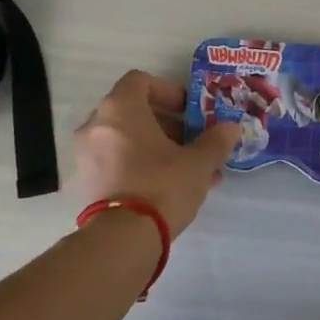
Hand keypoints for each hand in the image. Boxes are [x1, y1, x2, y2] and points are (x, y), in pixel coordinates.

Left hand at [75, 71, 238, 235]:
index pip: (140, 81)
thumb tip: (231, 128)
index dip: (168, 91)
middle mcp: (97, 125)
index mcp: (120, 109)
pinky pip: (118, 161)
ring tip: (191, 170)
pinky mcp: (88, 182)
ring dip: (158, 148)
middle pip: (134, 111)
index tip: (189, 111)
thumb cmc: (162, 185)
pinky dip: (141, 165)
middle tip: (193, 142)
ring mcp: (87, 155)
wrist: (124, 238)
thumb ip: (216, 140)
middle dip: (168, 125)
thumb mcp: (198, 162)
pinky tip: (172, 188)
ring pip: (128, 140)